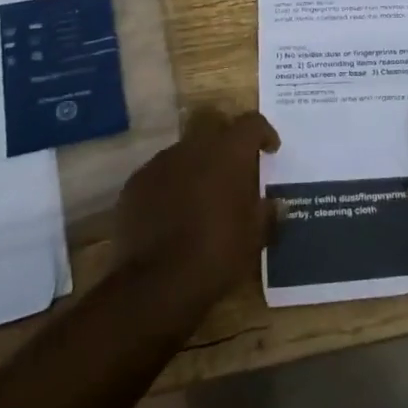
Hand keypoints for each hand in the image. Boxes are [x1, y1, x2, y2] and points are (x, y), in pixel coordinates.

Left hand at [113, 108, 279, 319]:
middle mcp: (194, 146)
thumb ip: (267, 212)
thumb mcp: (255, 236)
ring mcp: (159, 163)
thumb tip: (273, 204)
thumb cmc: (218, 253)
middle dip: (227, 145)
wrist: (157, 284)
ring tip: (201, 195)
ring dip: (197, 166)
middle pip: (215, 129)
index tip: (270, 150)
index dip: (263, 133)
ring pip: (184, 152)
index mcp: (229, 151)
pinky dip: (170, 186)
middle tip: (235, 170)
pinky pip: (160, 175)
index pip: (252, 123)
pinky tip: (172, 213)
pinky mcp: (134, 185)